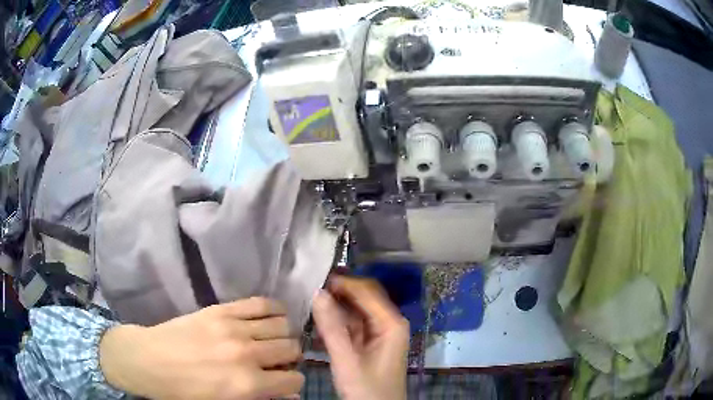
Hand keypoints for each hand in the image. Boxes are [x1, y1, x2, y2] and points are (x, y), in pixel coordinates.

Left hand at [99, 298, 303, 399]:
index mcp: (248, 385)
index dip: (292, 382)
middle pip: (291, 349)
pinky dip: (274, 309)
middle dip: (289, 357)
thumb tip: (293, 394)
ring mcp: (233, 327)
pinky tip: (270, 317)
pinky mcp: (221, 309)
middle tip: (275, 360)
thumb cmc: (186, 392)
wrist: (150, 361)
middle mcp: (246, 354)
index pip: (294, 380)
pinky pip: (261, 303)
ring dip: (283, 334)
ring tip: (271, 339)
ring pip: (282, 324)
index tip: (282, 381)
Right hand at [312, 276, 409, 399]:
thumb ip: (332, 328)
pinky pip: (353, 323)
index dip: (343, 282)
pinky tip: (319, 318)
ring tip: (310, 299)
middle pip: (363, 297)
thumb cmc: (367, 390)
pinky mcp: (370, 342)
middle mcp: (389, 323)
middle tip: (310, 286)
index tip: (316, 278)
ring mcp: (380, 332)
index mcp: (391, 324)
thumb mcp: (347, 361)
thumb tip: (316, 293)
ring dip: (336, 305)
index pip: (367, 291)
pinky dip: (337, 320)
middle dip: (339, 291)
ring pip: (356, 309)